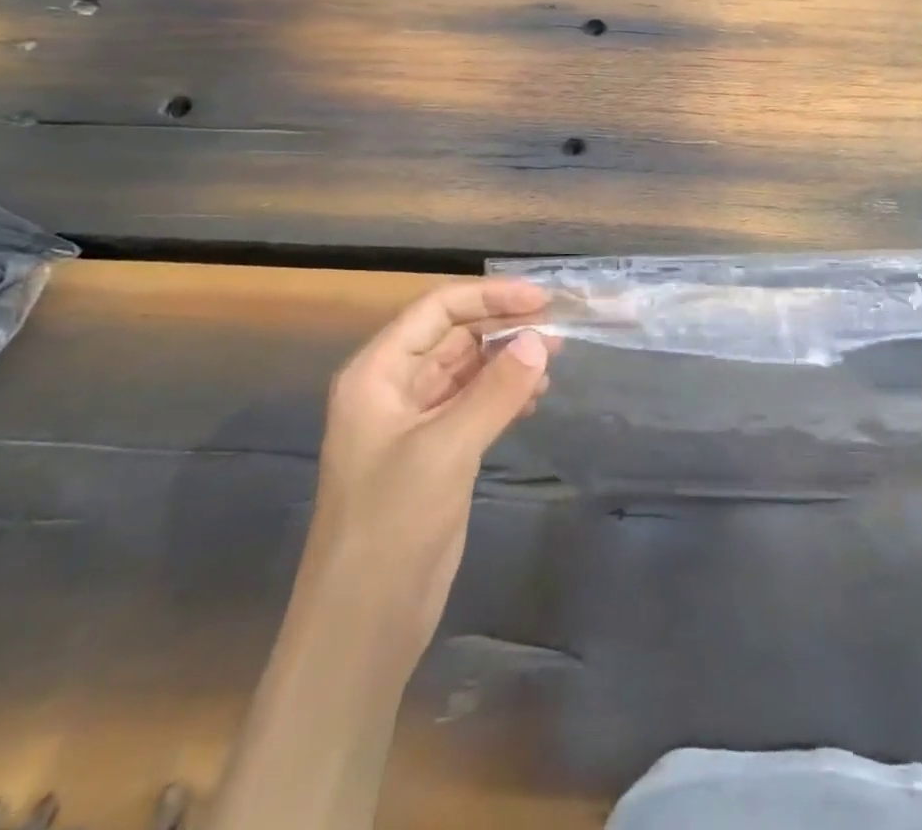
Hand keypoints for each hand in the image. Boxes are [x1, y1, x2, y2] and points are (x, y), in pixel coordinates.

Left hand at [308, 277, 553, 658]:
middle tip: (558, 331)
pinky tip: (535, 399)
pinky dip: (505, 395)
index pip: (437, 310)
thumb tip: (540, 341)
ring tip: (554, 362)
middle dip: (504, 328)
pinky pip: (475, 404)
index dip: (489, 297)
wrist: (363, 624)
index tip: (542, 300)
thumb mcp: (447, 449)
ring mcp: (415, 422)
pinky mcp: (436, 453)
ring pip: (468, 370)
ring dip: (508, 361)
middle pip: (454, 337)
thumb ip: (496, 390)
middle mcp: (394, 388)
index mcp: (378, 373)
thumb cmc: (392, 524)